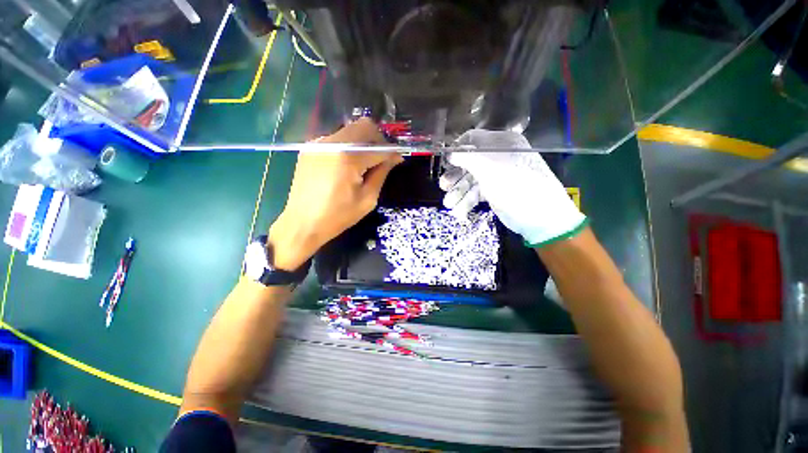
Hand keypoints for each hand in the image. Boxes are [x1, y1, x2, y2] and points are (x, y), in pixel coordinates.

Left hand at [269, 119, 401, 269]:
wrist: (302, 223)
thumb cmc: (338, 215)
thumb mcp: (367, 198)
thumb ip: (382, 173)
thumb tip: (394, 158)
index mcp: (348, 157)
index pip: (378, 146)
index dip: (391, 152)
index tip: (398, 159)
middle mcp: (331, 142)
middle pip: (363, 126)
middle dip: (378, 140)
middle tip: (382, 158)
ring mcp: (318, 143)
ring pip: (350, 130)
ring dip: (363, 142)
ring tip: (364, 164)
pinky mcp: (310, 148)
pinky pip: (336, 138)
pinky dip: (348, 147)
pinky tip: (347, 165)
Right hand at [440, 129, 585, 246]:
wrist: (542, 219)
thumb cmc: (517, 188)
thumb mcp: (492, 170)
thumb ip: (469, 158)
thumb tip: (450, 153)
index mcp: (502, 144)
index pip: (474, 139)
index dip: (458, 149)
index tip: (445, 161)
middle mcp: (498, 157)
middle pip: (469, 162)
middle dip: (455, 176)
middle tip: (444, 186)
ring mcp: (496, 176)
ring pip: (471, 181)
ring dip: (458, 193)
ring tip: (449, 204)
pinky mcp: (494, 193)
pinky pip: (476, 194)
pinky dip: (467, 202)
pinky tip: (459, 212)